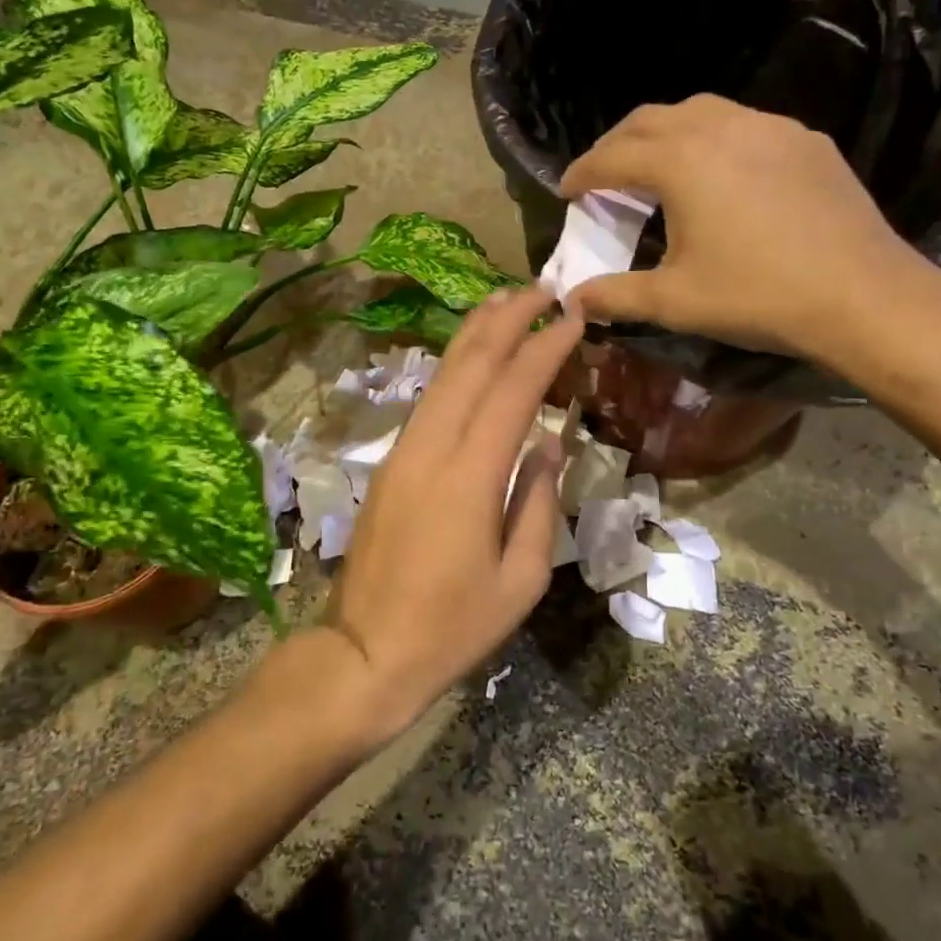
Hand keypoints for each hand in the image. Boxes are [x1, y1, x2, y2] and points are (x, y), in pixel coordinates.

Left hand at [318, 287, 581, 743]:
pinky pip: (429, 399)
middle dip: (508, 319)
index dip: (546, 348)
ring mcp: (404, 452)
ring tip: (507, 301)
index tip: (574, 317)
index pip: (514, 390)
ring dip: (476, 332)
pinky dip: (455, 365)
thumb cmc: (454, 627)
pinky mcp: (390, 463)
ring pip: (442, 374)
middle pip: (471, 364)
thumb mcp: (521, 580)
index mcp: (470, 477)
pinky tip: (472, 355)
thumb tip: (550, 444)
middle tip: (544, 289)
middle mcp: (432, 448)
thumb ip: (540, 502)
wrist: (365, 651)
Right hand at [558, 94, 940, 374]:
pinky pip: (743, 125)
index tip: (566, 191)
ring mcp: (769, 128)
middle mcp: (720, 128)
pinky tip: (720, 174)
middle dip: (616, 144)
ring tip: (656, 167)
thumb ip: (616, 296)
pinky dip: (712, 140)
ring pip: (699, 112)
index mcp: (680, 162)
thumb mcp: (674, 301)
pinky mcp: (805, 141)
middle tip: (602, 175)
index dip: (581, 173)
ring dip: (664, 134)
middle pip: (649, 120)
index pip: (612, 157)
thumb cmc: (756, 296)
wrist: (862, 295)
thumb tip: (573, 300)